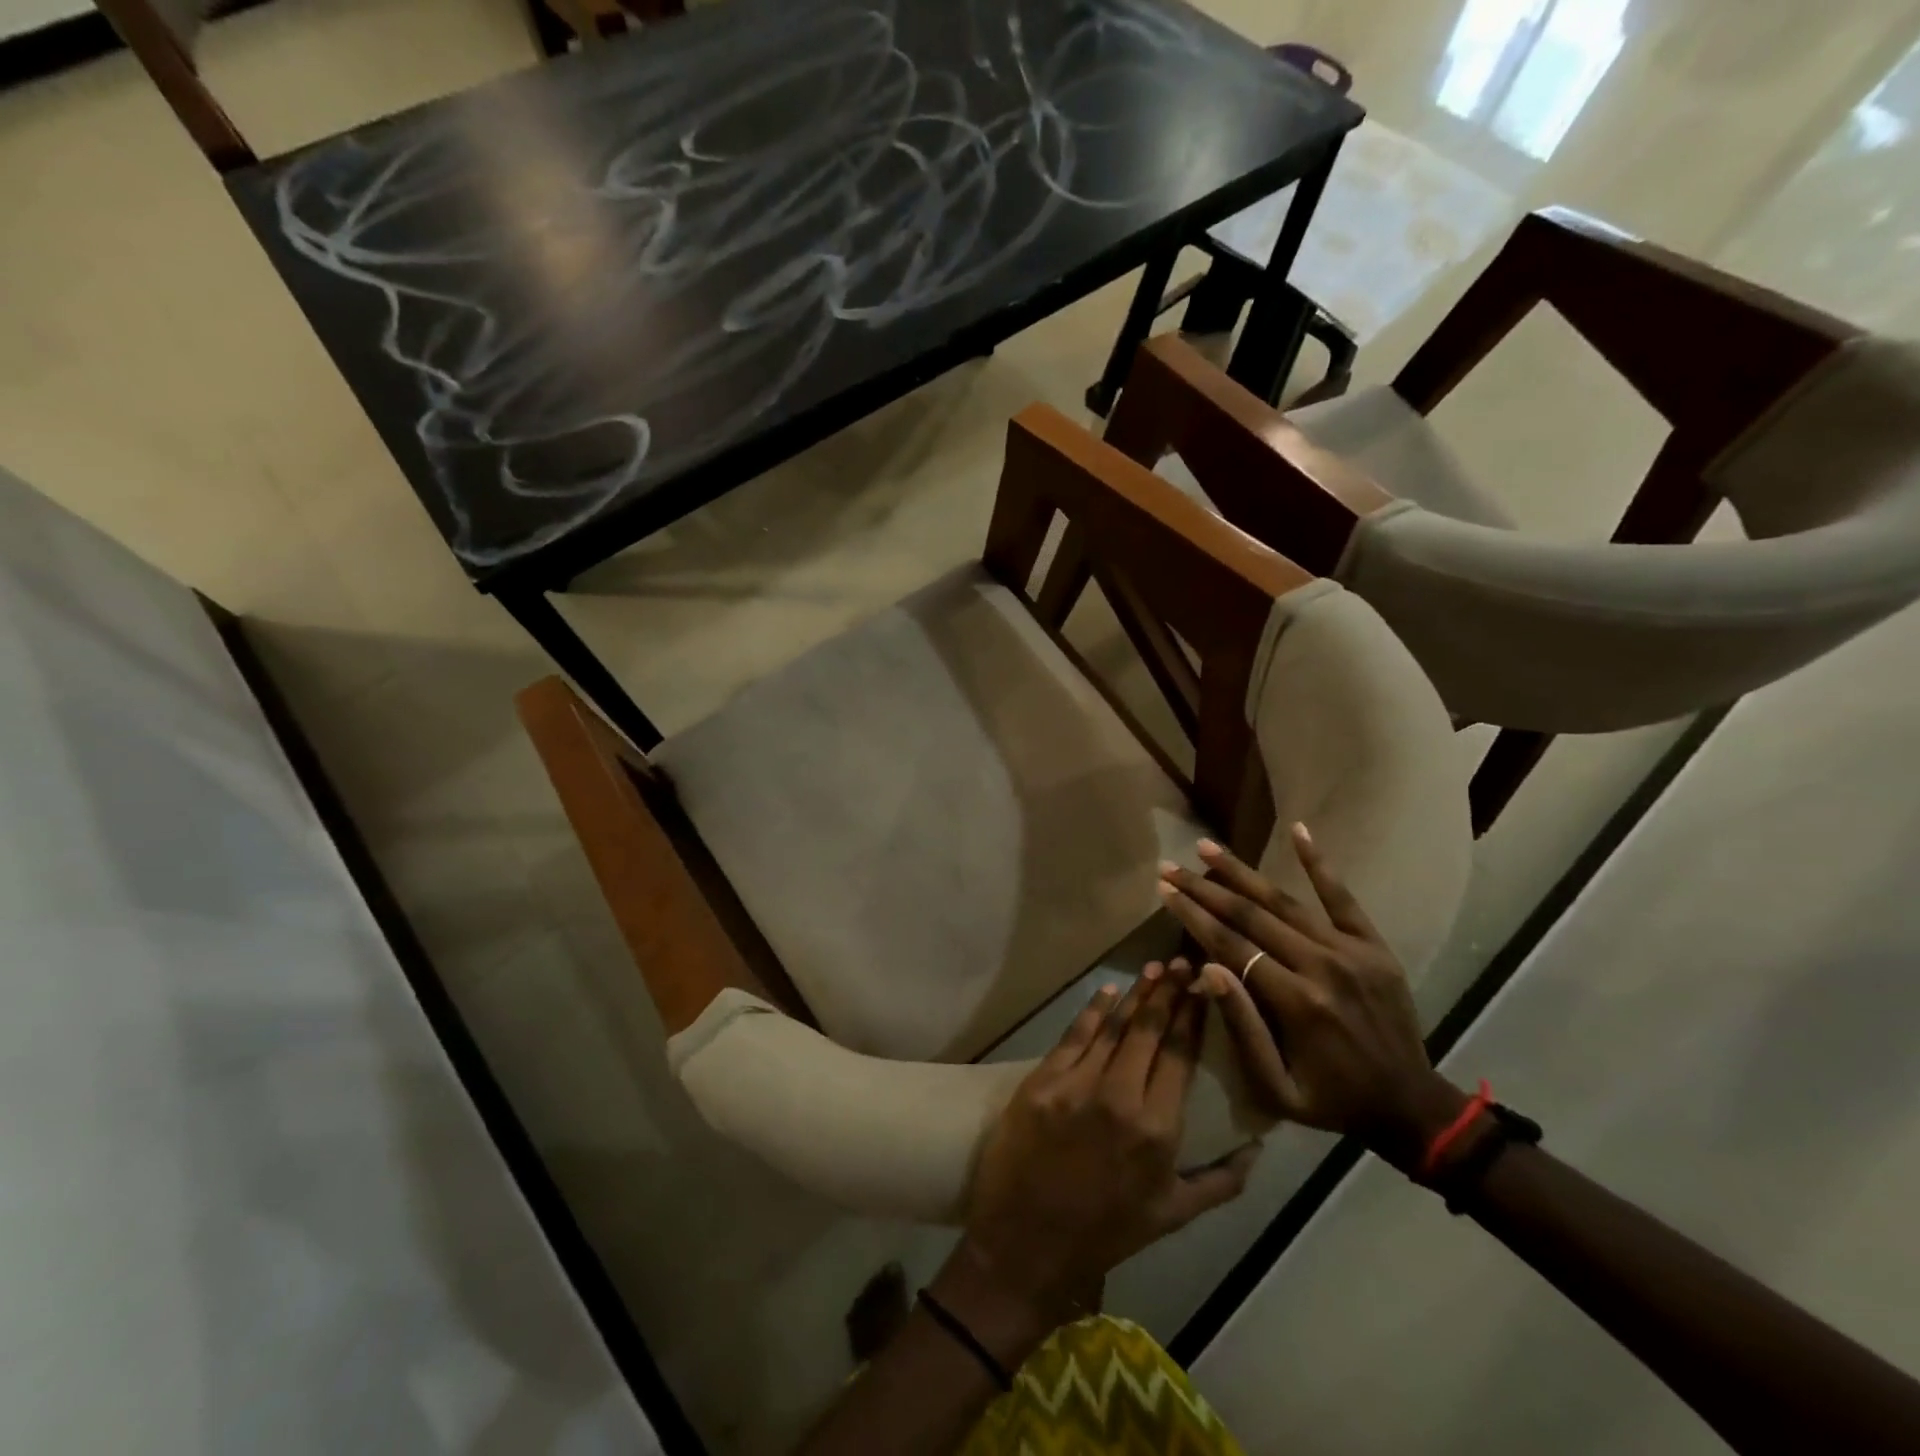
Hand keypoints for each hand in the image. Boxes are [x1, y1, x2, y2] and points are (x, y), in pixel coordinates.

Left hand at [957, 965, 1256, 1323]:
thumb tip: (1258, 1148)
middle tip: (1181, 963)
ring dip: (1136, 994)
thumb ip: (1221, 1182)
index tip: (1203, 988)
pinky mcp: (1042, 1080)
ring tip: (1154, 968)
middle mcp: (1120, 1096)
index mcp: (1157, 1128)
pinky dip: (1093, 1011)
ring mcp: (1077, 1085)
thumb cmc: (1105, 1231)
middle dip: (1168, 992)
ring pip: (1113, 1026)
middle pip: (1149, 1030)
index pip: (1180, 1055)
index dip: (1192, 1016)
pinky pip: (1073, 1036)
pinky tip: (1108, 992)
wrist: (1026, 1241)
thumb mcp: (1172, 1216)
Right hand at [1155, 826, 1467, 1172]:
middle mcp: (1320, 966)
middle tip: (1170, 867)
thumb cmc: (1331, 1100)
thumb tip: (1205, 968)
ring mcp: (1350, 951)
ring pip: (1285, 901)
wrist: (1410, 1106)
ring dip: (1242, 872)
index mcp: (1295, 1002)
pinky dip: (1320, 863)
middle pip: (1250, 917)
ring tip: (1207, 848)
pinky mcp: (1373, 946)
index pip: (1231, 945)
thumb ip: (1241, 1028)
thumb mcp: (1276, 1088)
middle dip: (1204, 889)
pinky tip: (1299, 830)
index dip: (1193, 916)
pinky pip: (1343, 898)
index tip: (1163, 891)